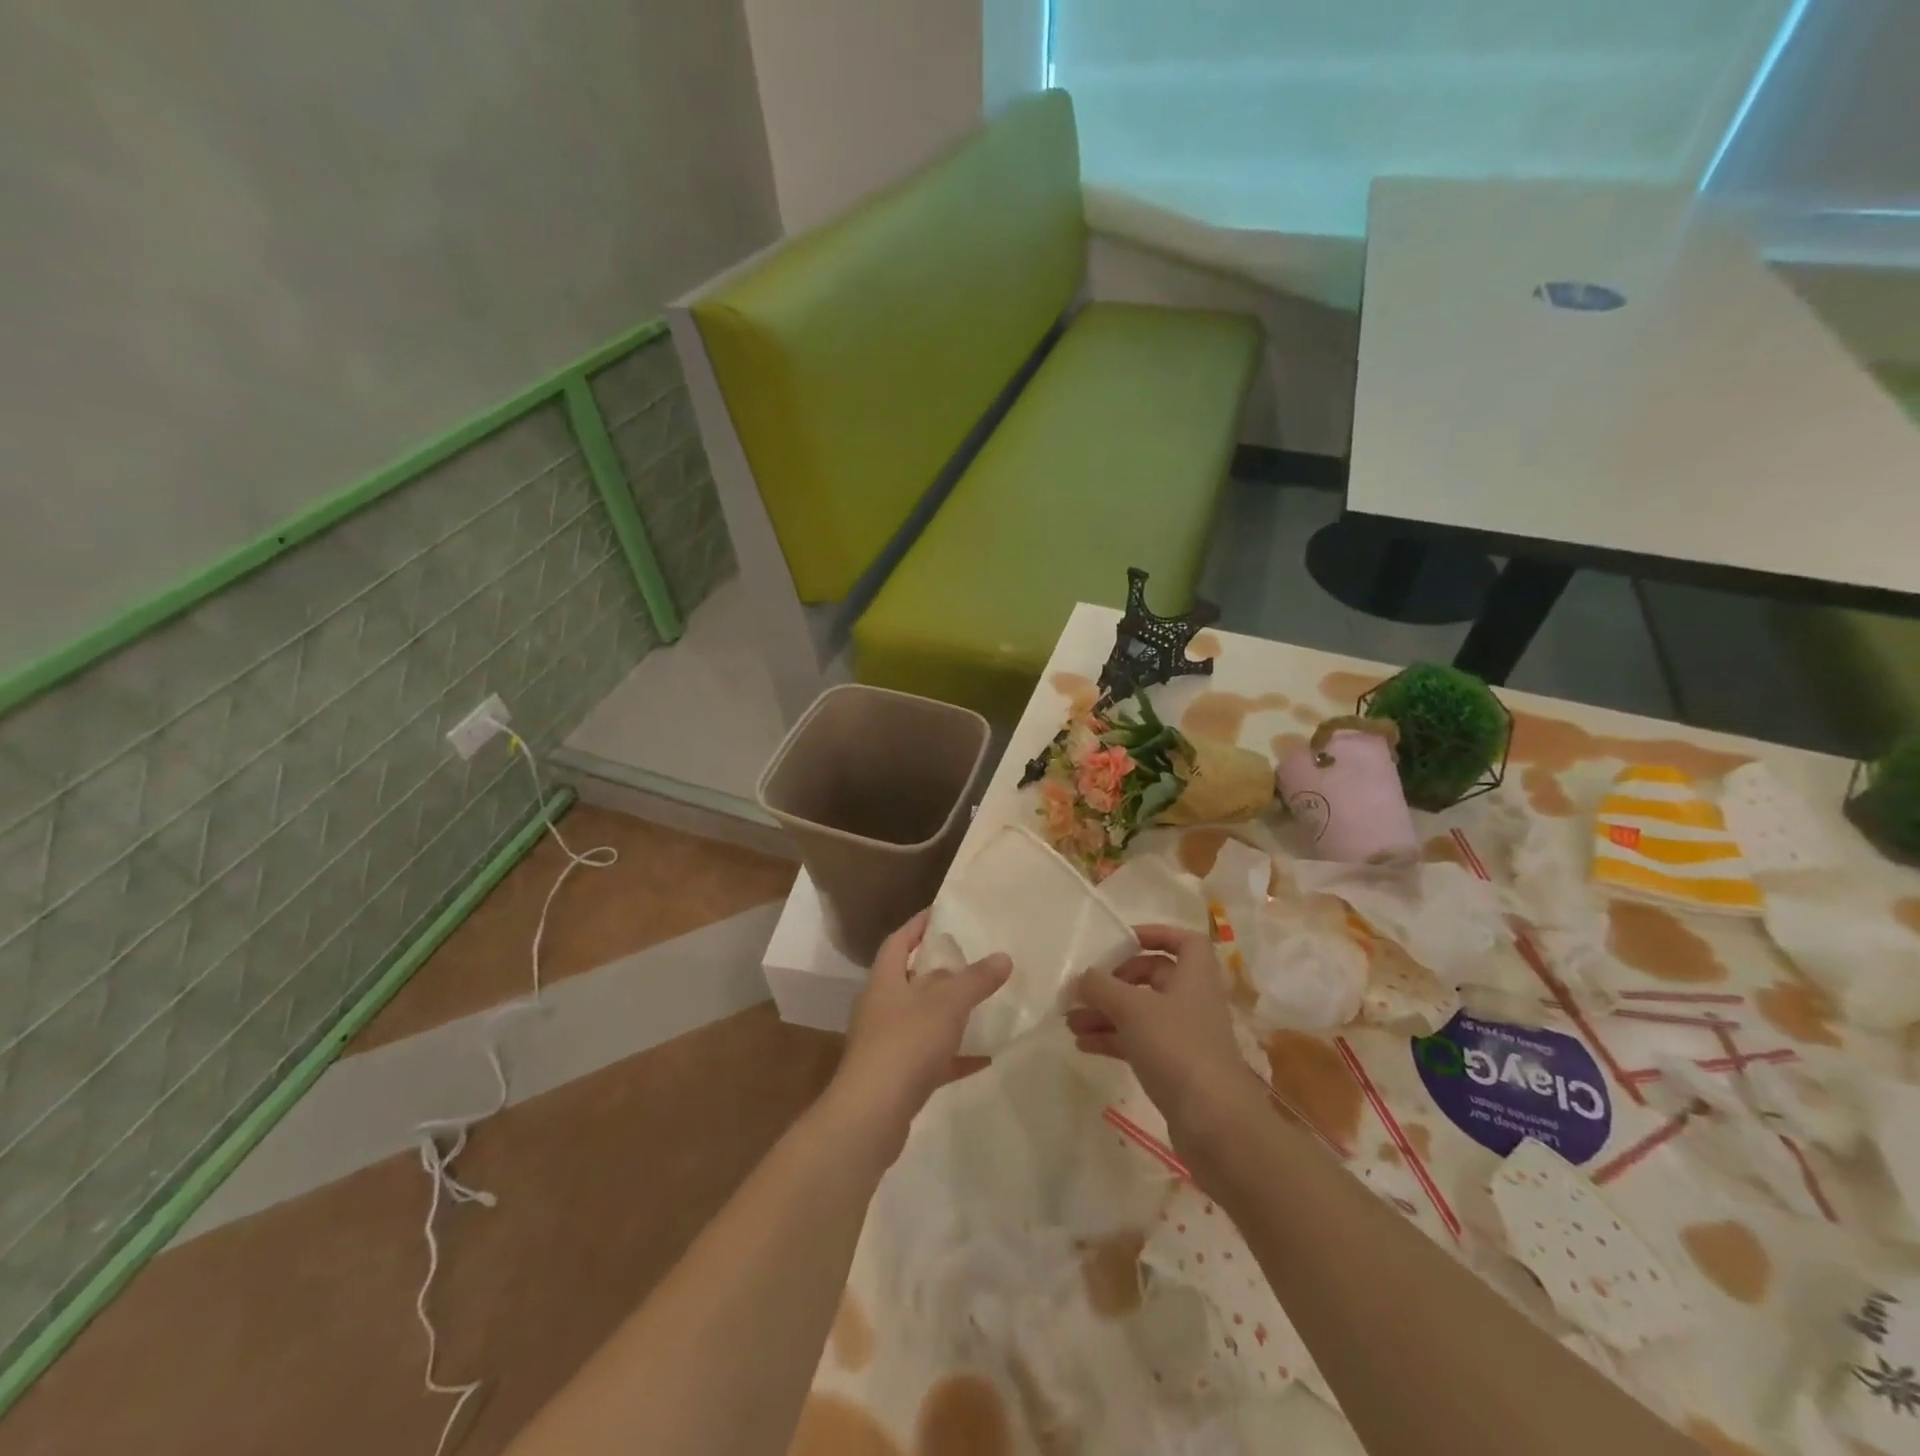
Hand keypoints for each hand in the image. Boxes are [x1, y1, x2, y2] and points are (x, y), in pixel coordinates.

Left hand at [826, 910, 1010, 1162]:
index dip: (918, 925)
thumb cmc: (905, 1043)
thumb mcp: (947, 1004)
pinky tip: (985, 1057)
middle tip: (972, 959)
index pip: (899, 941)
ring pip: (921, 1019)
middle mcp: (881, 1008)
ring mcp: (886, 1044)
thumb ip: (975, 979)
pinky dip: (955, 1056)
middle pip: (910, 980)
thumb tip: (1003, 957)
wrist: (871, 1115)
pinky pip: (931, 1058)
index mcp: (884, 981)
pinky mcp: (897, 1078)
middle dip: (939, 970)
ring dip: (948, 1014)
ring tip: (981, 1004)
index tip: (941, 913)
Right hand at [1068, 924, 1266, 1168]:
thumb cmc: (1177, 1048)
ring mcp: (1184, 1036)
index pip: (1183, 940)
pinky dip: (1112, 1039)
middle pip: (1153, 976)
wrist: (1214, 1123)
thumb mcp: (1132, 1008)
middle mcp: (1191, 1000)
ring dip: (1105, 1012)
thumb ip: (1101, 987)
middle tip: (1085, 988)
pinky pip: (1138, 1041)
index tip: (1122, 940)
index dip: (1155, 934)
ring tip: (1069, 1021)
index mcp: (1194, 975)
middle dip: (1115, 980)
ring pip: (1140, 1012)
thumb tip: (1081, 978)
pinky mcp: (1174, 1067)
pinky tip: (1083, 1044)